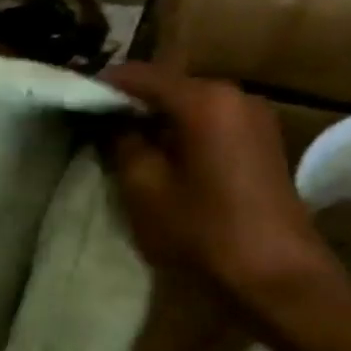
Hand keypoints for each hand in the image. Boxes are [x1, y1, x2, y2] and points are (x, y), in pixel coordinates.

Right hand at [101, 63, 342, 314]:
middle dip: (129, 101)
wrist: (277, 276)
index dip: (103, 85)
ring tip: (119, 139)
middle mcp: (234, 95)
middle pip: (166, 85)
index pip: (139, 75)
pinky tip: (157, 153)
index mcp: (204, 100)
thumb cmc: (203, 229)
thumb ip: (121, 142)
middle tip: (92, 122)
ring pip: (187, 103)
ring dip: (154, 117)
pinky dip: (179, 129)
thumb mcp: (143, 186)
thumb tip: (109, 120)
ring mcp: (253, 116)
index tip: (74, 100)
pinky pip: (208, 120)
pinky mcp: (261, 140)